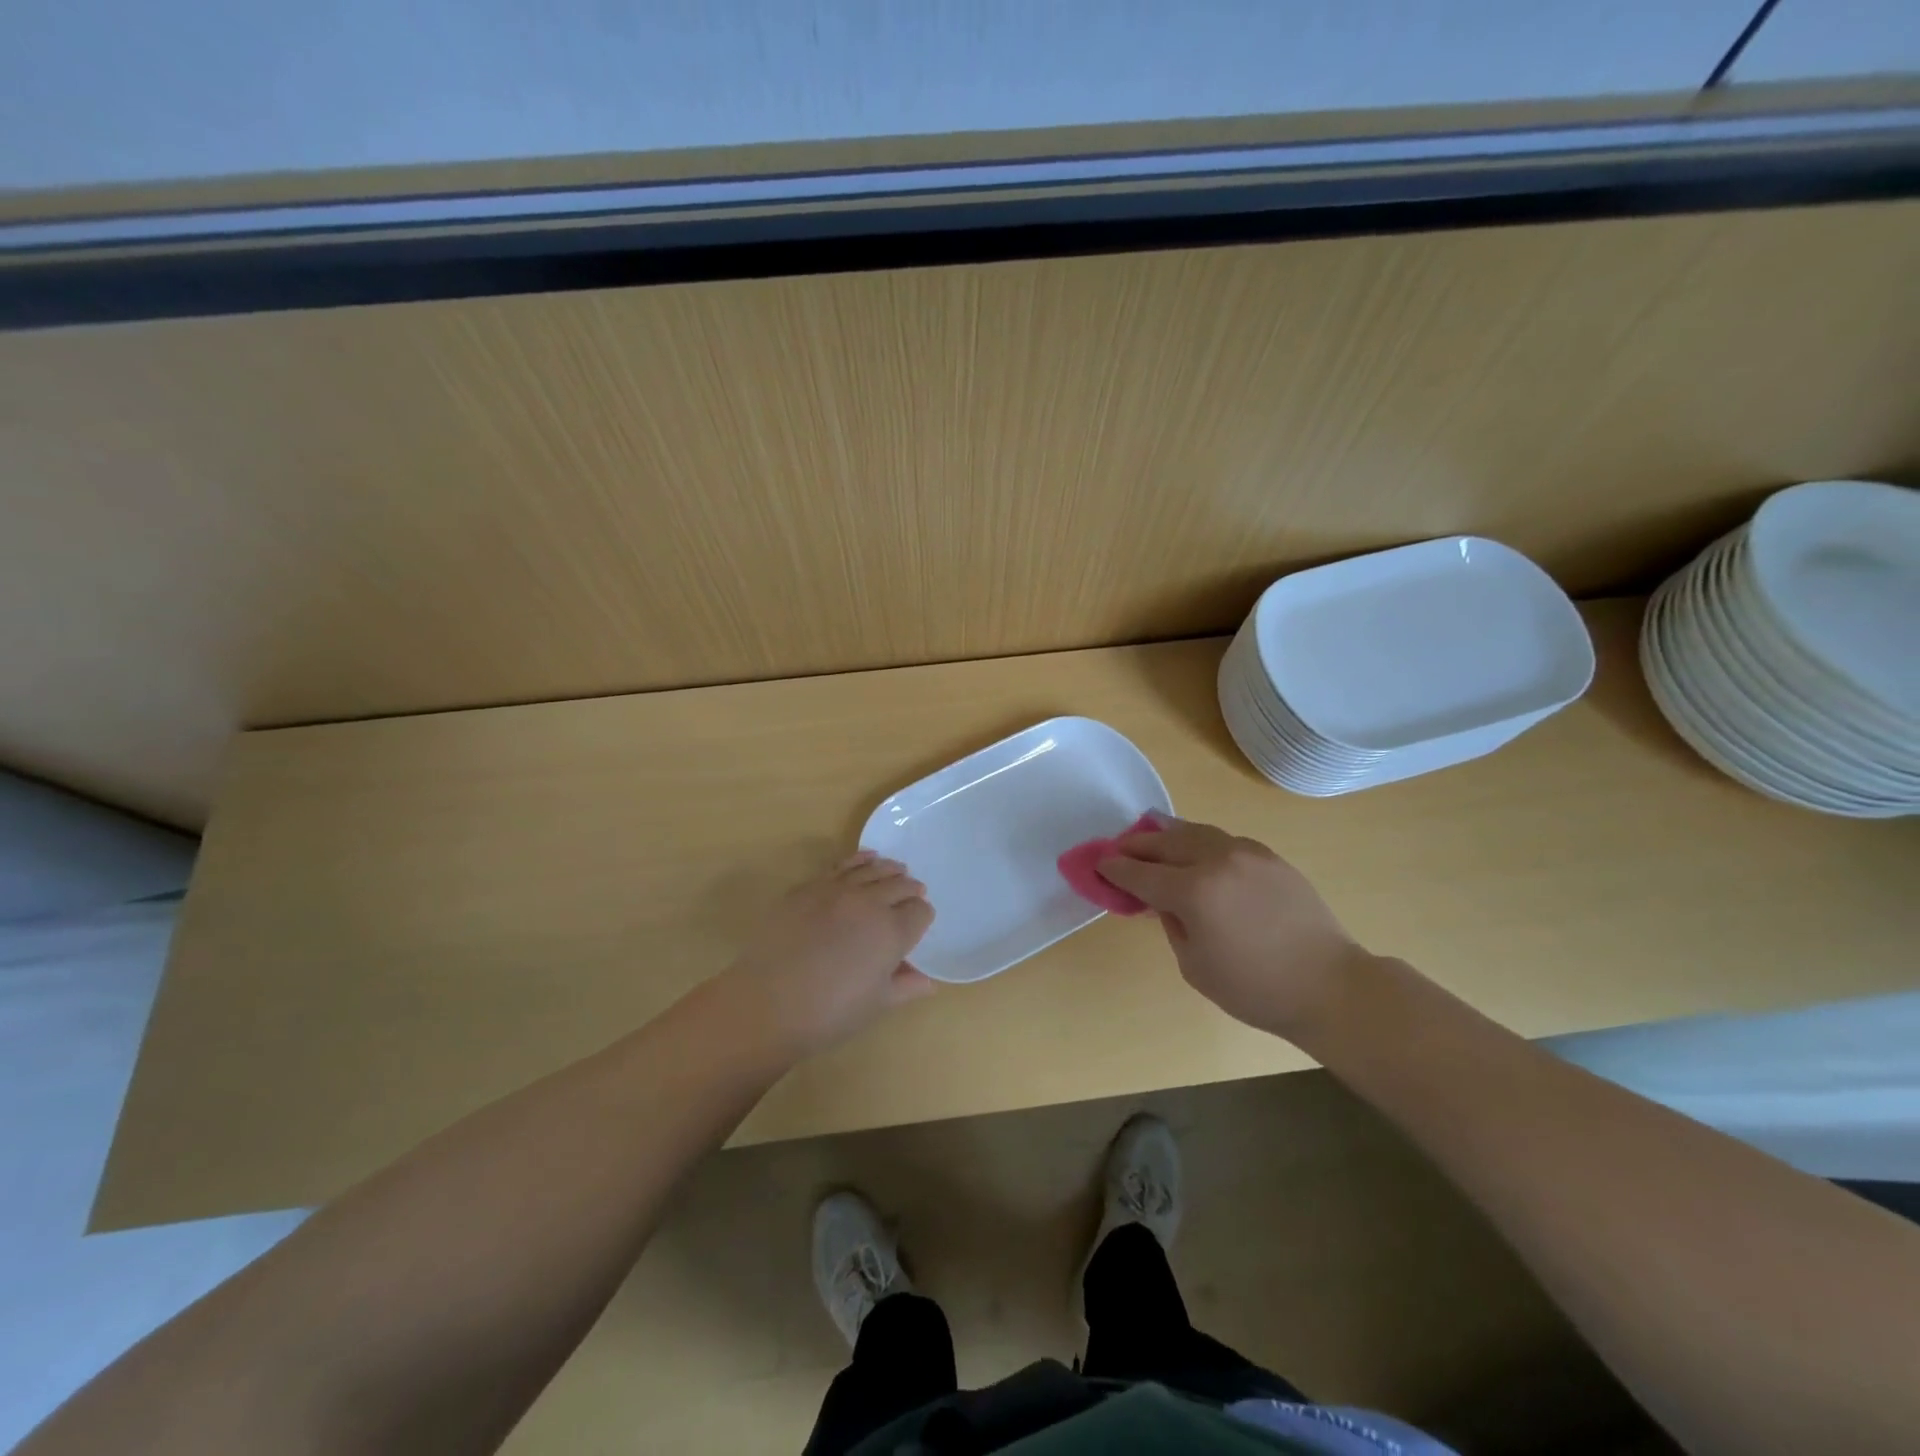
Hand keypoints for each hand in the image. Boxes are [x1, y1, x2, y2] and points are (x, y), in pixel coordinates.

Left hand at [723, 851, 935, 1058]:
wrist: (766, 1003)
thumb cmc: (829, 1013)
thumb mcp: (876, 1005)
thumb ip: (905, 987)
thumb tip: (927, 980)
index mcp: (892, 932)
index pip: (921, 912)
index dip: (922, 918)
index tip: (917, 926)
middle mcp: (870, 902)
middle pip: (900, 885)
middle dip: (909, 891)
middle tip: (912, 895)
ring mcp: (837, 890)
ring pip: (873, 869)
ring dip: (889, 870)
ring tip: (896, 871)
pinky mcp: (808, 887)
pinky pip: (842, 866)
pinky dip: (859, 860)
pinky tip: (865, 859)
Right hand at [1096, 814, 1369, 1038]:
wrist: (1329, 985)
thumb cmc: (1255, 988)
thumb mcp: (1195, 965)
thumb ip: (1172, 923)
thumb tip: (1164, 900)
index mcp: (1193, 892)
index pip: (1141, 874)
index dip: (1115, 869)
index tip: (1098, 865)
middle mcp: (1216, 861)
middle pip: (1164, 843)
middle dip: (1136, 845)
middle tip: (1118, 848)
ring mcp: (1246, 853)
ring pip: (1194, 832)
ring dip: (1166, 834)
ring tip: (1150, 833)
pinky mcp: (1269, 856)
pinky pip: (1222, 839)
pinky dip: (1199, 840)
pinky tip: (1194, 847)